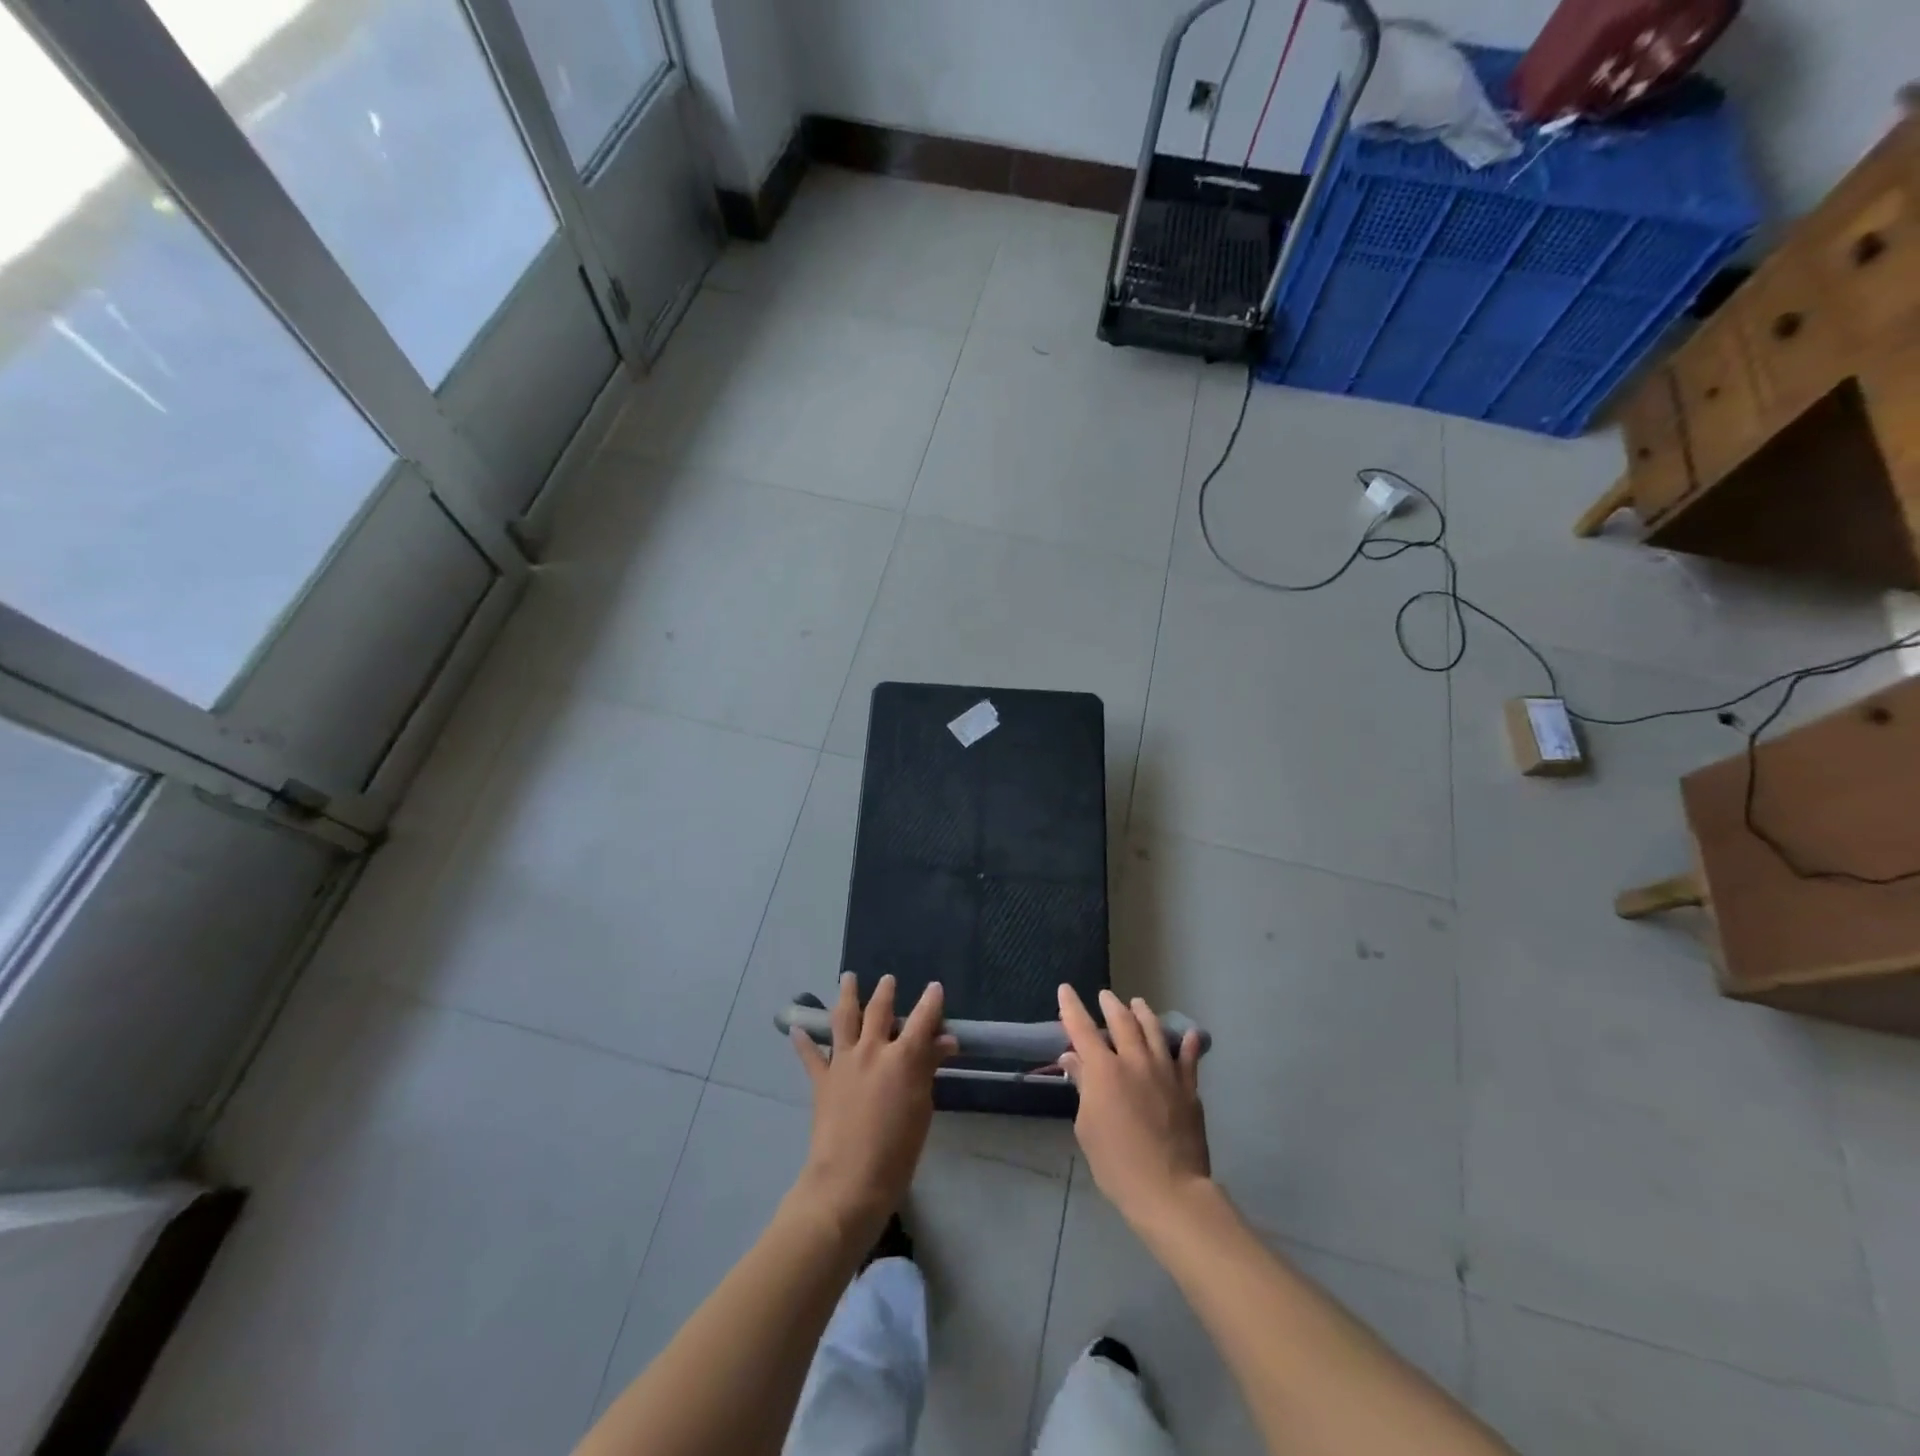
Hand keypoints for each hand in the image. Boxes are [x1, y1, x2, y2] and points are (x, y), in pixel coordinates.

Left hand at [789, 973, 956, 1245]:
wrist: (849, 1182)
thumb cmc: (897, 1152)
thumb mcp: (922, 1110)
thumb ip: (928, 1070)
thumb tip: (943, 1041)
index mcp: (902, 1058)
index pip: (922, 1020)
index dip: (931, 1002)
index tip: (935, 987)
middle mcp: (872, 1051)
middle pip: (879, 1011)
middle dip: (886, 992)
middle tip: (888, 979)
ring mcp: (843, 1063)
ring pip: (844, 1019)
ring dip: (847, 995)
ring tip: (847, 978)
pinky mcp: (822, 1081)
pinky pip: (811, 1056)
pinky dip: (804, 1041)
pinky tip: (797, 1028)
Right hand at [1059, 985, 1210, 1232]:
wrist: (1169, 1189)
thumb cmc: (1117, 1163)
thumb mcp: (1087, 1127)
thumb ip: (1083, 1087)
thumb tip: (1073, 1058)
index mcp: (1104, 1070)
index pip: (1082, 1029)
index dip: (1071, 1007)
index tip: (1065, 989)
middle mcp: (1134, 1061)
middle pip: (1122, 1021)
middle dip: (1110, 1004)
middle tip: (1105, 995)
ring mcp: (1165, 1071)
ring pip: (1154, 1030)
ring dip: (1143, 1013)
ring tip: (1138, 1003)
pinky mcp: (1188, 1087)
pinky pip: (1189, 1057)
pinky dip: (1189, 1042)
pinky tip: (1190, 1034)